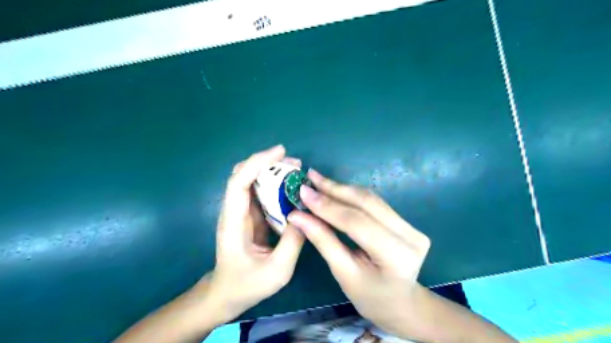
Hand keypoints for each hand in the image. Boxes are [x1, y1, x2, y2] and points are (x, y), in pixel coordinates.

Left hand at [202, 145, 304, 324]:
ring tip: (296, 171)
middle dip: (268, 163)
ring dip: (272, 171)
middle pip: (244, 174)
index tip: (280, 152)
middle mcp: (234, 211)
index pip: (239, 183)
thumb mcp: (277, 271)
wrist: (226, 294)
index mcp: (234, 222)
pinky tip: (291, 187)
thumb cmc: (247, 285)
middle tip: (296, 164)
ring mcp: (241, 212)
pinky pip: (261, 192)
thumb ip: (293, 242)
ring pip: (252, 180)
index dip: (257, 163)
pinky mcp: (250, 216)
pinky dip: (275, 184)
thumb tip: (306, 214)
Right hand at [288, 168, 433, 337]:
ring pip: (371, 199)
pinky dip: (351, 195)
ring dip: (342, 188)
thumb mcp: (343, 273)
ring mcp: (411, 226)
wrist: (401, 304)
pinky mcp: (406, 221)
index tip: (303, 192)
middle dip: (334, 189)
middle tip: (310, 177)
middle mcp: (410, 235)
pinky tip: (334, 189)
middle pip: (366, 203)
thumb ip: (323, 240)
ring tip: (318, 180)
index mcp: (396, 256)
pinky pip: (374, 203)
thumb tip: (297, 215)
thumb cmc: (370, 298)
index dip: (327, 206)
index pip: (357, 222)